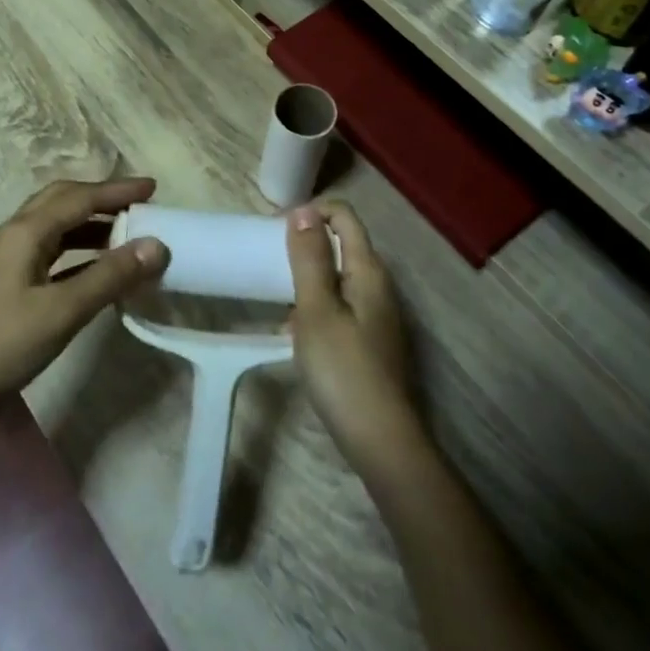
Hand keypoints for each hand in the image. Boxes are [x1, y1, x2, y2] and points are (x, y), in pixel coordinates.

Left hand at [0, 177, 168, 424]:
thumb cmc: (0, 345)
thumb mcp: (62, 312)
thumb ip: (110, 276)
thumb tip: (157, 245)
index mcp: (24, 232)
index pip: (79, 198)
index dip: (118, 191)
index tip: (154, 188)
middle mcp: (13, 235)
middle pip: (61, 201)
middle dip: (101, 198)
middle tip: (138, 205)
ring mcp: (5, 259)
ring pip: (53, 226)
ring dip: (89, 225)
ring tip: (125, 235)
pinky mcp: (4, 284)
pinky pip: (48, 252)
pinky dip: (76, 251)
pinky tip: (94, 270)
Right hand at [286, 203, 422, 480]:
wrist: (380, 440)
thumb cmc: (343, 369)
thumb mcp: (316, 309)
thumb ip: (309, 258)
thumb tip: (304, 210)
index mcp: (368, 271)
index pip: (345, 216)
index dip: (311, 213)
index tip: (276, 231)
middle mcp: (379, 286)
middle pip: (343, 244)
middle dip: (306, 244)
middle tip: (270, 262)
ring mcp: (378, 315)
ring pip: (339, 277)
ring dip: (308, 277)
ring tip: (276, 295)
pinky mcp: (371, 341)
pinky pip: (340, 306)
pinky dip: (316, 306)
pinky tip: (294, 332)